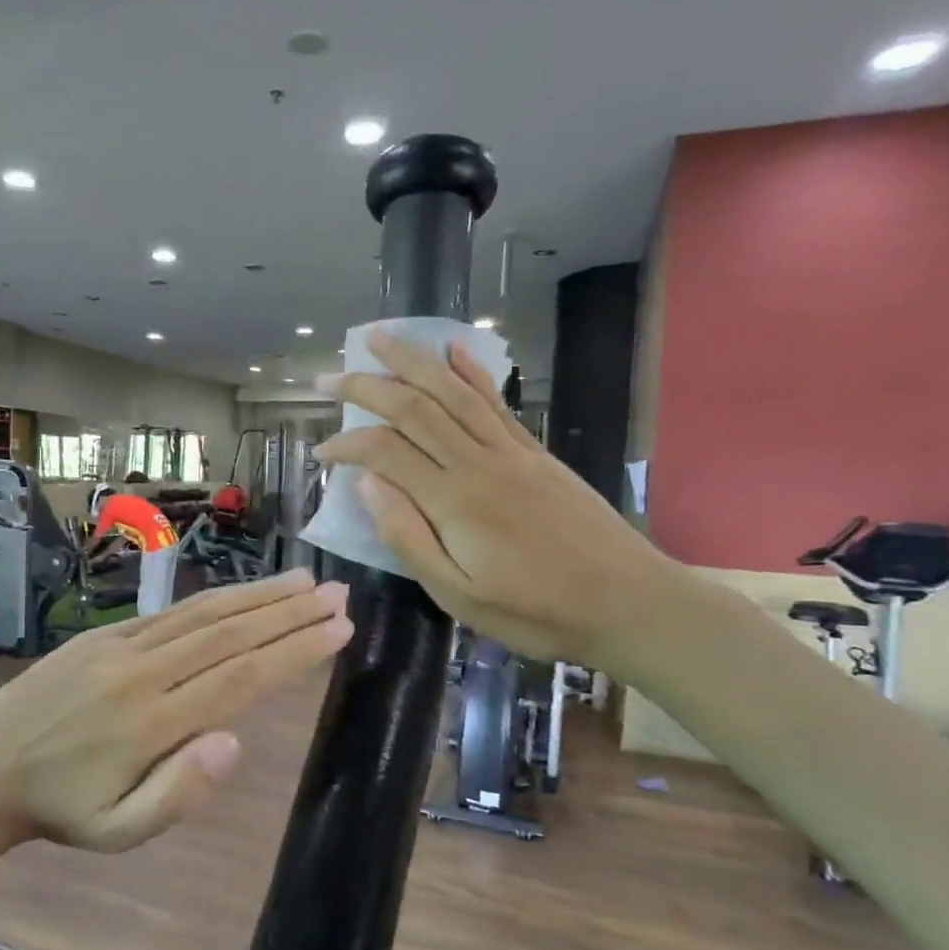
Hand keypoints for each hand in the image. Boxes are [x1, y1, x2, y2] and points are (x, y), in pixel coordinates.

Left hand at [0, 569, 352, 851]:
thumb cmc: (61, 810)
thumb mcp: (116, 833)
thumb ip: (177, 793)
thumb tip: (234, 741)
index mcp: (151, 724)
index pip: (239, 679)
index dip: (293, 651)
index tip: (338, 628)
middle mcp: (142, 673)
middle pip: (229, 634)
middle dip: (289, 613)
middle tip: (340, 593)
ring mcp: (121, 647)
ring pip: (202, 614)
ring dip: (258, 596)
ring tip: (305, 582)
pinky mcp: (104, 635)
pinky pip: (170, 612)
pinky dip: (215, 600)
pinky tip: (243, 594)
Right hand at [313, 329, 685, 674]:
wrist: (628, 602)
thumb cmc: (536, 611)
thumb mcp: (459, 595)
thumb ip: (408, 537)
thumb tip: (366, 483)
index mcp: (453, 501)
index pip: (385, 452)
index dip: (347, 445)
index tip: (320, 453)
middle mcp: (479, 462)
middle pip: (414, 408)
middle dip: (365, 387)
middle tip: (327, 379)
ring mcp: (511, 452)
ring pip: (452, 392)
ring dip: (413, 360)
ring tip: (379, 338)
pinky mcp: (535, 453)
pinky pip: (496, 402)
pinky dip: (472, 372)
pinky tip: (454, 349)